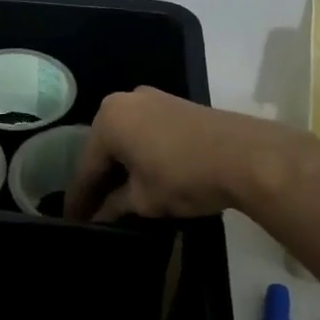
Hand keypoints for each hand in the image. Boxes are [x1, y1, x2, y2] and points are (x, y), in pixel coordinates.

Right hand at [65, 87, 304, 222]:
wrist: (247, 156)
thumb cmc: (184, 177)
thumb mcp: (143, 199)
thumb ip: (114, 206)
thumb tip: (99, 216)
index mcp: (108, 120)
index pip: (86, 167)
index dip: (79, 199)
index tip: (72, 221)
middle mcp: (124, 101)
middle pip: (103, 148)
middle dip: (98, 179)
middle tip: (92, 210)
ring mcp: (152, 98)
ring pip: (125, 138)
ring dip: (121, 166)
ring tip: (117, 196)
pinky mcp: (175, 104)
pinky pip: (145, 131)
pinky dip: (140, 153)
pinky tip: (143, 174)